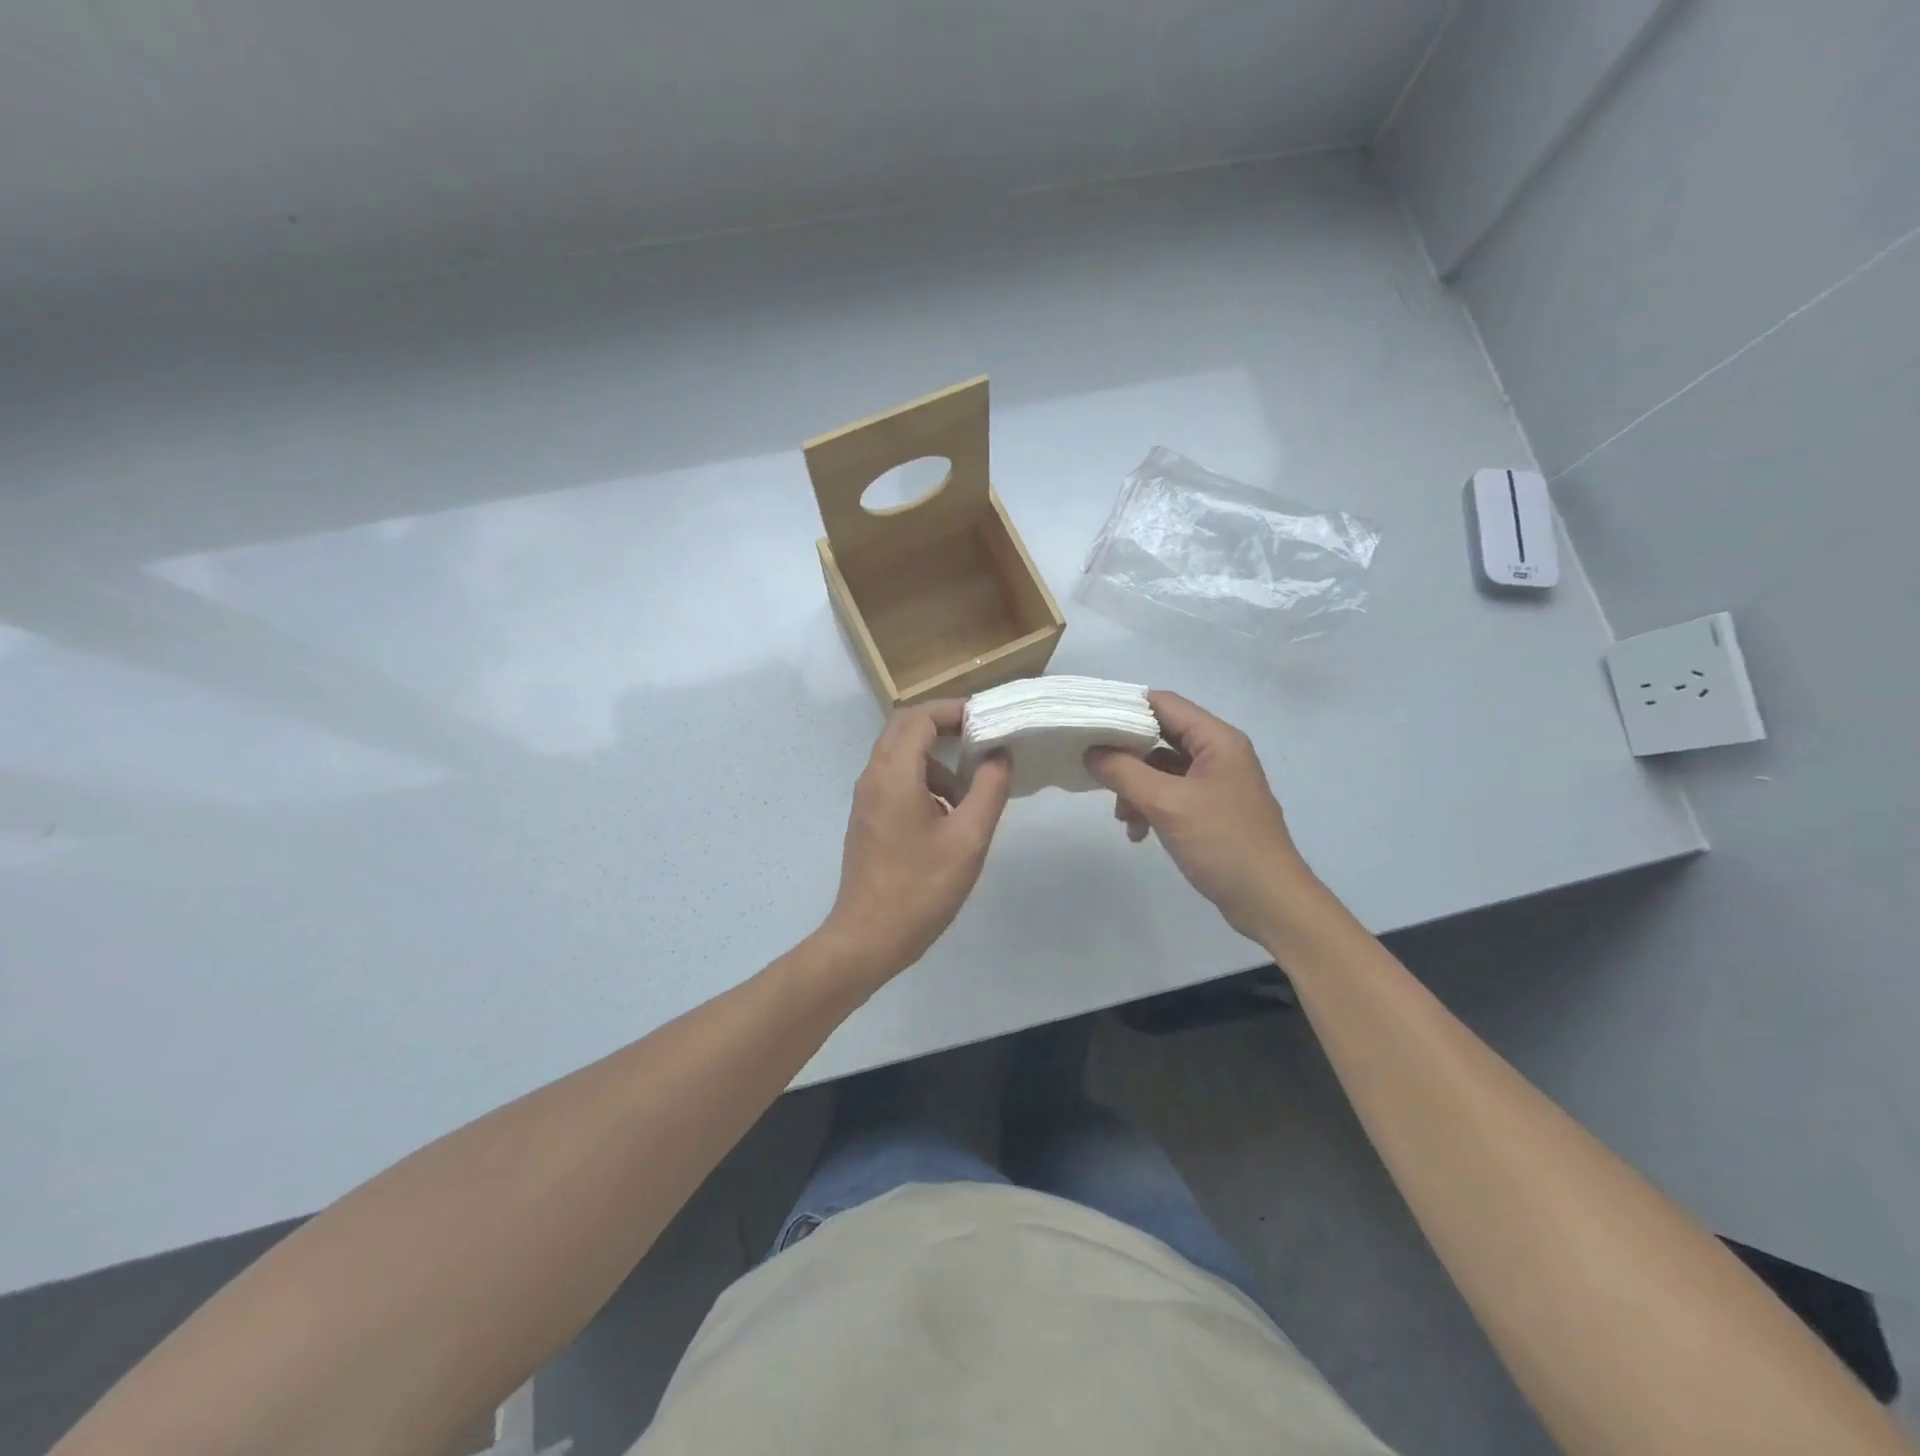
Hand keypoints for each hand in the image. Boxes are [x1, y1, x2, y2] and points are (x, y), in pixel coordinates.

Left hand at [818, 701, 1011, 985]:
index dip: (954, 710)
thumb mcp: (969, 838)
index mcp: (894, 773)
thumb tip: (999, 755)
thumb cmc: (921, 887)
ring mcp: (866, 799)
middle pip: (905, 728)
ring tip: (971, 790)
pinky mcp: (868, 819)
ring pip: (900, 755)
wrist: (868, 937)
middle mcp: (873, 776)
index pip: (920, 717)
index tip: (987, 721)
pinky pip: (895, 780)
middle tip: (982, 740)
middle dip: (944, 726)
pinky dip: (924, 780)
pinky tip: (948, 816)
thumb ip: (989, 789)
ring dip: (935, 758)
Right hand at [1085, 691, 1321, 945]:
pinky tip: (1139, 833)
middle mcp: (1219, 754)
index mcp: (1217, 740)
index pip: (1164, 703)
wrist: (1269, 901)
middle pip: (1161, 736)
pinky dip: (1152, 807)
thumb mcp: (1167, 804)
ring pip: (1163, 770)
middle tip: (1098, 774)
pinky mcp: (1213, 810)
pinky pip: (1173, 795)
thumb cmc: (1222, 843)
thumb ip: (1124, 772)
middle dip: (1127, 756)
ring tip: (1123, 817)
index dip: (1126, 709)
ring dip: (1136, 788)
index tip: (1090, 724)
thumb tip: (1091, 751)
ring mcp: (1217, 783)